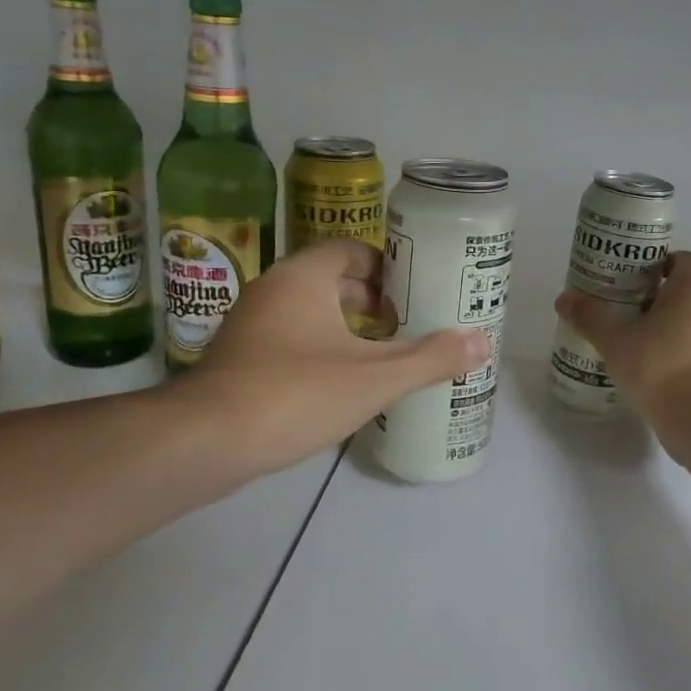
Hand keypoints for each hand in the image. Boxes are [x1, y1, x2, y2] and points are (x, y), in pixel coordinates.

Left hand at [190, 240, 489, 476]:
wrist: (206, 441)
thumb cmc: (295, 393)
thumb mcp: (374, 378)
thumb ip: (430, 358)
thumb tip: (483, 341)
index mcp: (304, 277)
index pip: (352, 250)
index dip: (388, 267)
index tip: (417, 291)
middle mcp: (273, 289)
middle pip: (332, 280)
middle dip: (372, 300)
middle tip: (409, 323)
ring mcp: (250, 324)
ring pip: (309, 312)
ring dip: (346, 327)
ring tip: (383, 354)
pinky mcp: (238, 358)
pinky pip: (290, 339)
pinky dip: (319, 349)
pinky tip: (340, 383)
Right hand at [554, 251, 690, 439]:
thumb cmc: (659, 365)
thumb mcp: (614, 339)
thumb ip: (590, 317)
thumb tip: (564, 298)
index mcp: (690, 291)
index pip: (684, 260)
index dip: (660, 261)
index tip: (632, 275)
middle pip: (681, 292)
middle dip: (651, 297)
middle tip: (618, 306)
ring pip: (684, 324)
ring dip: (658, 327)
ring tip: (625, 338)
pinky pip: (687, 351)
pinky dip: (667, 353)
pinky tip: (641, 368)